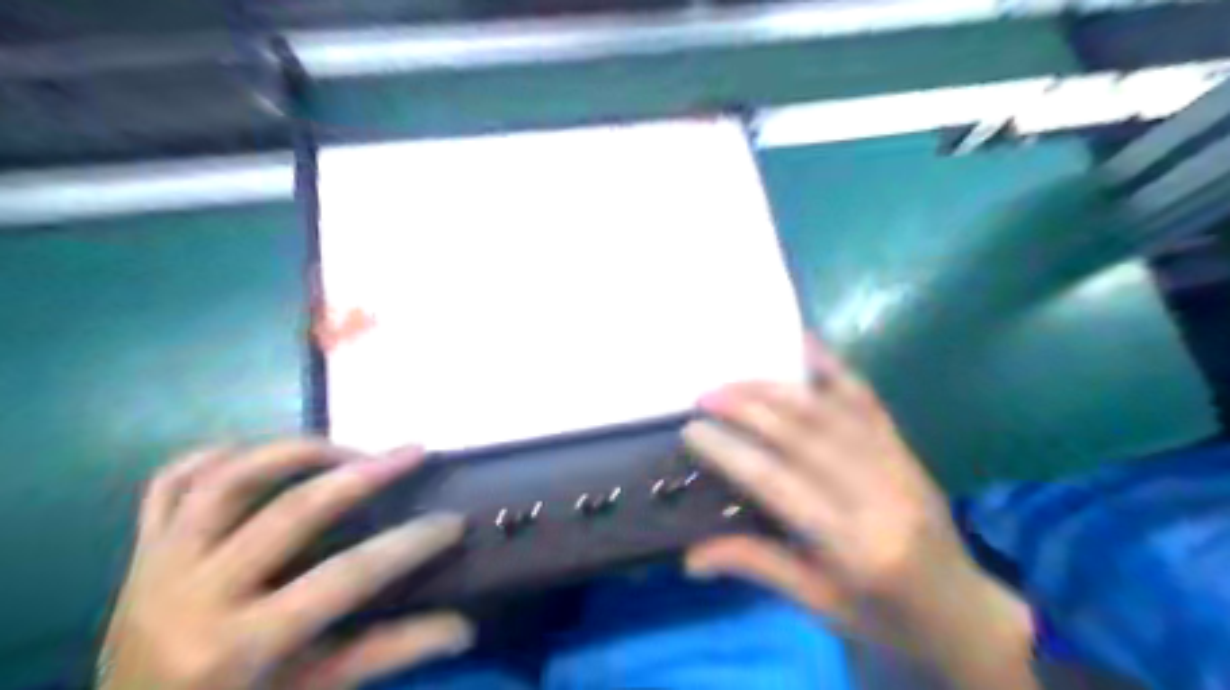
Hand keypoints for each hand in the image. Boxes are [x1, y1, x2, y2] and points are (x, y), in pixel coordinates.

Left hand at [96, 440, 471, 689]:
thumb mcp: (315, 689)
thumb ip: (390, 654)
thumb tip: (465, 628)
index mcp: (238, 646)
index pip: (346, 576)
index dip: (409, 544)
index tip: (455, 521)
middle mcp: (193, 597)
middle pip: (293, 511)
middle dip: (366, 473)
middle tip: (413, 452)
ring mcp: (157, 567)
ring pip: (229, 479)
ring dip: (298, 450)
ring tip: (348, 448)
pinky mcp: (139, 552)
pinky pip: (168, 484)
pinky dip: (215, 457)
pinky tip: (261, 452)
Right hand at [688, 340, 1029, 689]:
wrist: (966, 616)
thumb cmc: (886, 618)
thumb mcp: (818, 604)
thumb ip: (756, 565)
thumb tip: (690, 558)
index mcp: (854, 546)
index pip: (778, 484)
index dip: (731, 452)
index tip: (692, 430)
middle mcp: (879, 496)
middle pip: (803, 437)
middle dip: (748, 408)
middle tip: (706, 394)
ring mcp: (898, 465)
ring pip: (830, 412)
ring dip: (777, 388)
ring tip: (736, 378)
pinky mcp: (906, 450)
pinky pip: (868, 400)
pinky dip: (834, 368)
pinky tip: (807, 343)